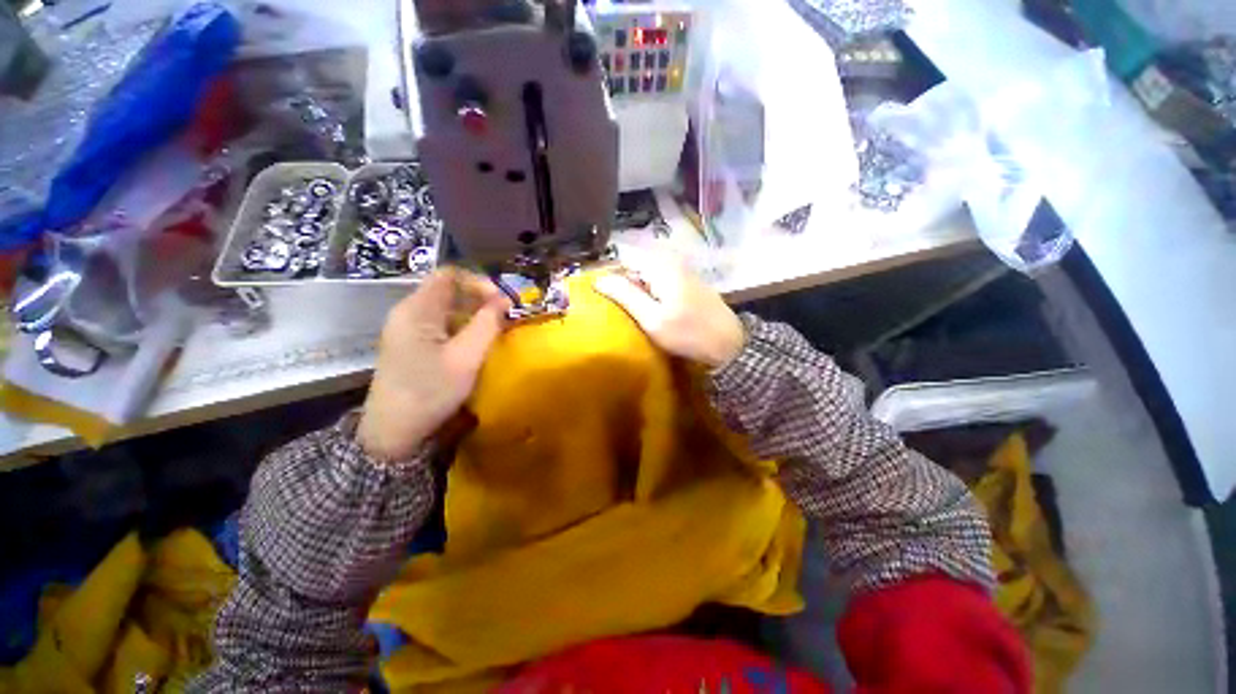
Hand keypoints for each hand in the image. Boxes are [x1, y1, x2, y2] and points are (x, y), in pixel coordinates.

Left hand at [357, 268, 510, 460]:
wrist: (393, 432)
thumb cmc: (431, 392)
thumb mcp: (466, 358)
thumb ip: (487, 324)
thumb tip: (504, 300)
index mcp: (417, 310)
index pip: (450, 275)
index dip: (479, 282)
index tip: (502, 301)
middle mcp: (408, 312)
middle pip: (448, 290)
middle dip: (479, 299)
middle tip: (504, 316)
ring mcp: (407, 329)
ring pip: (446, 307)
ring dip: (473, 313)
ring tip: (494, 330)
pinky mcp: (410, 343)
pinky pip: (440, 323)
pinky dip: (462, 326)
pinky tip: (474, 343)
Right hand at [595, 250, 744, 368]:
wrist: (728, 345)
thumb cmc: (688, 333)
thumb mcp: (652, 318)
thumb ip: (625, 295)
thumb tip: (599, 279)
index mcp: (660, 265)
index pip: (623, 257)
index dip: (609, 272)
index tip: (598, 293)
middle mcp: (671, 261)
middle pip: (636, 265)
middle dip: (622, 282)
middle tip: (612, 305)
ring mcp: (682, 271)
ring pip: (647, 274)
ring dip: (635, 289)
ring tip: (626, 309)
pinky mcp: (688, 282)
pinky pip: (660, 281)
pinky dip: (649, 292)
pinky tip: (648, 309)